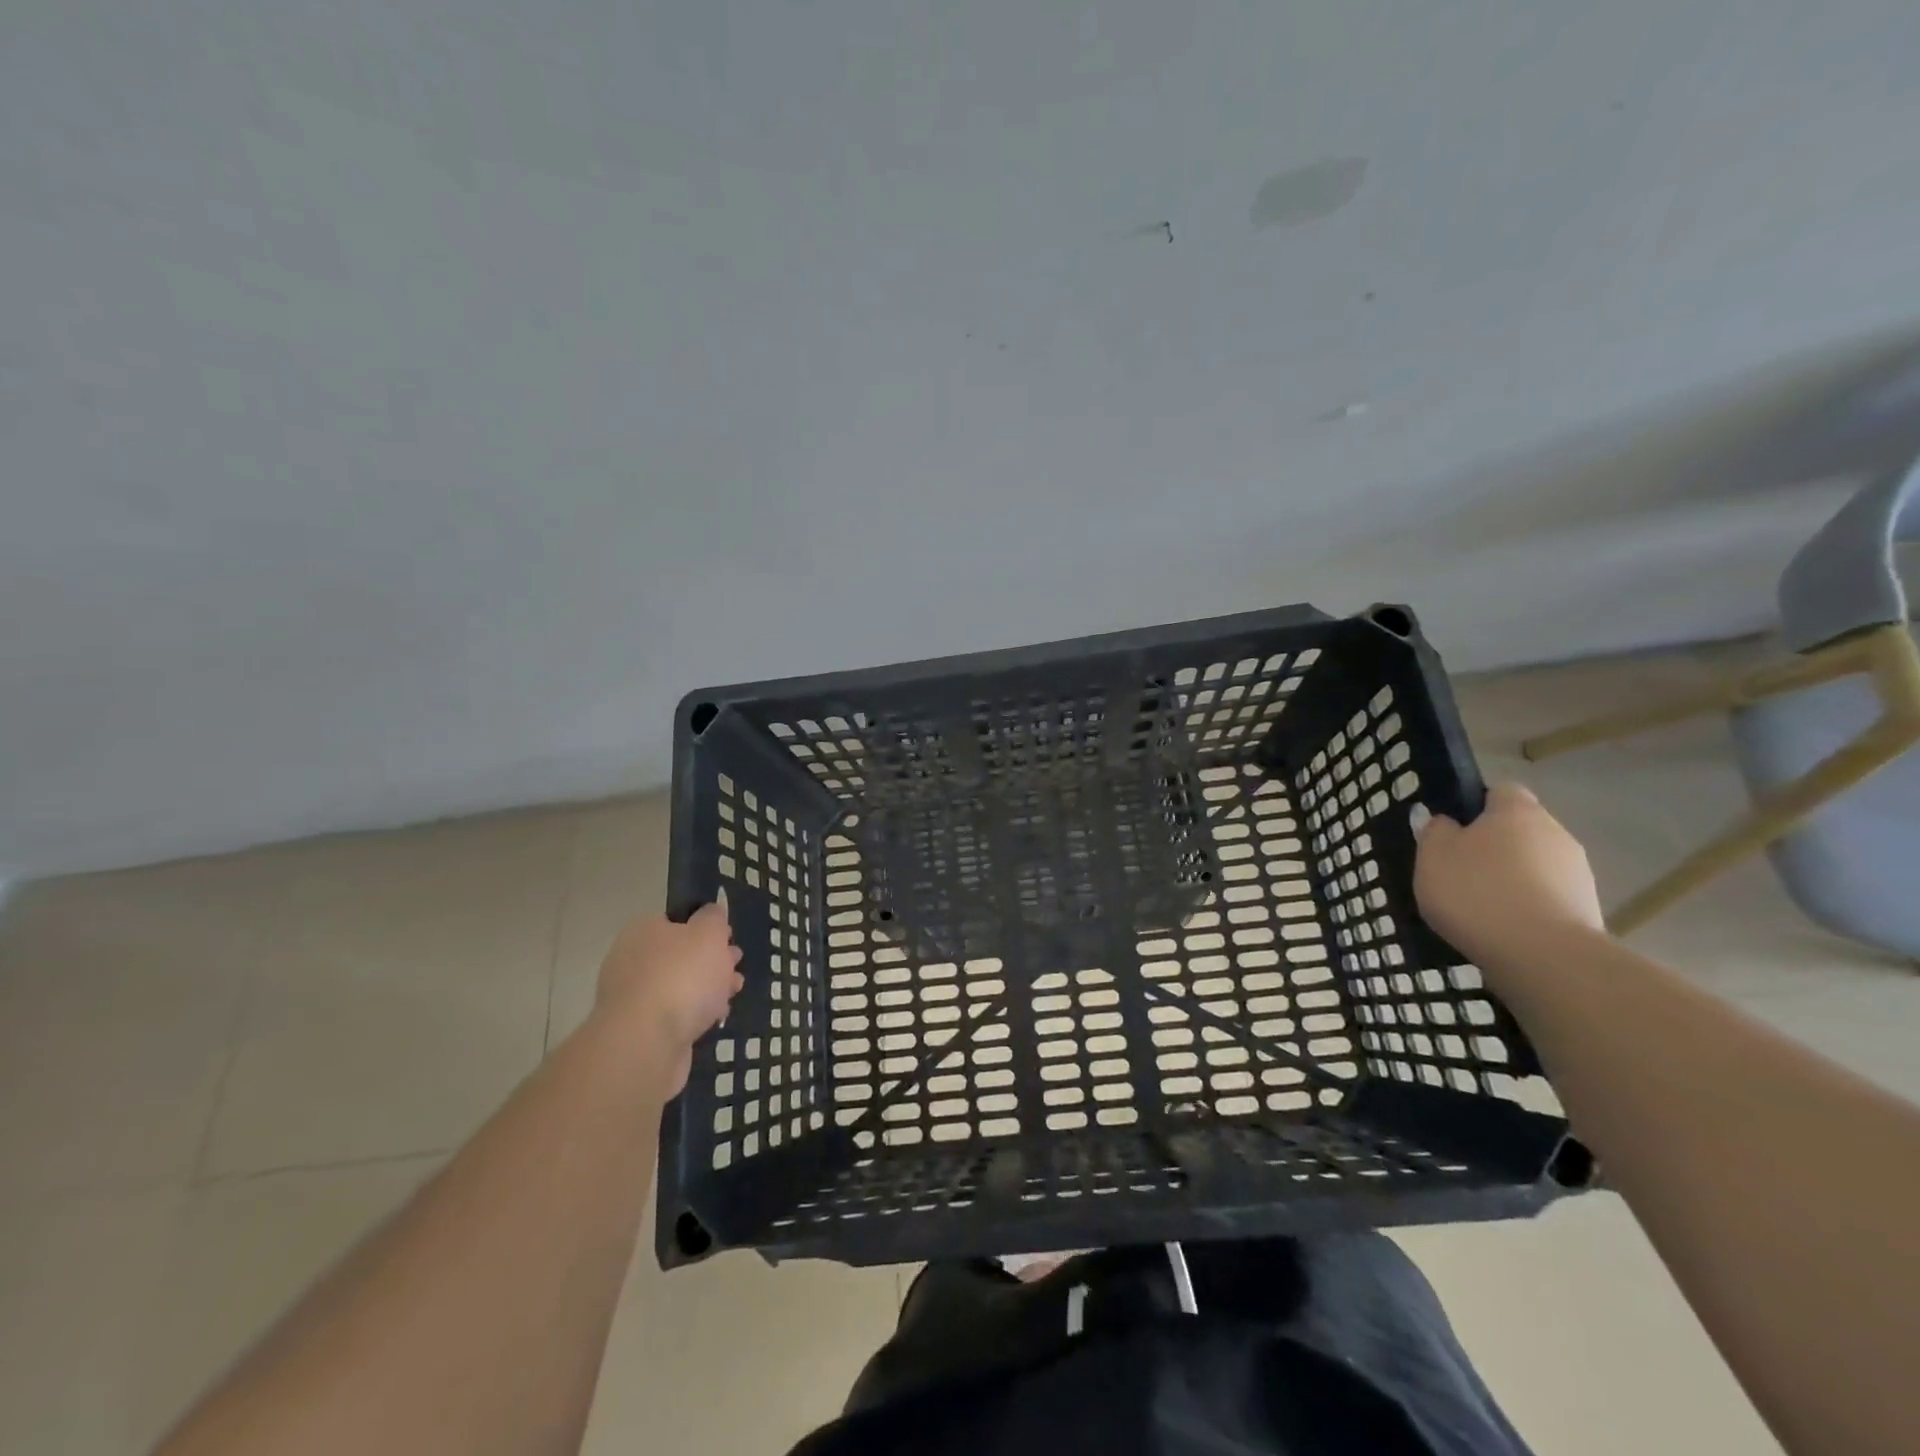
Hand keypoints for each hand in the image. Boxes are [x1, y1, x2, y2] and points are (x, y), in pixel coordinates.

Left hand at [595, 897, 743, 1093]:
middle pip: (679, 954)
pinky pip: (674, 1014)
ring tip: (734, 992)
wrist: (646, 1044)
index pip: (675, 920)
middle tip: (735, 965)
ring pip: (679, 986)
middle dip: (710, 960)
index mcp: (643, 931)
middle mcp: (631, 960)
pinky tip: (715, 1018)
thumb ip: (713, 918)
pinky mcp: (640, 1031)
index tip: (728, 938)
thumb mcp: (708, 933)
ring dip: (707, 987)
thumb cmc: (680, 977)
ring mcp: (633, 998)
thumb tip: (712, 910)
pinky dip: (695, 1014)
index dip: (705, 927)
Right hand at [1413, 783, 1604, 967]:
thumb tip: (1443, 821)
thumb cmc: (1477, 891)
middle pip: (1520, 829)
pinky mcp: (1586, 910)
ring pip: (1534, 864)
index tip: (1452, 830)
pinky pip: (1547, 897)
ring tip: (1480, 906)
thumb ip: (1434, 831)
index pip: (1500, 791)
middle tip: (1459, 870)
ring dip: (1512, 877)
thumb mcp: (1432, 856)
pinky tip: (1503, 927)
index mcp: (1517, 810)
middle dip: (1493, 845)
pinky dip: (1527, 906)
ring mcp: (1577, 872)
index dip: (1475, 805)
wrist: (1544, 956)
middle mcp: (1555, 832)